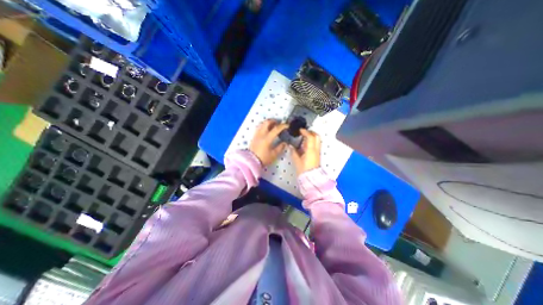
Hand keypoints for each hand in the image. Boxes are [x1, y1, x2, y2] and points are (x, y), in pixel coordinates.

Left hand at [250, 119, 287, 165]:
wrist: (251, 162)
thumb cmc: (263, 158)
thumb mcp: (273, 155)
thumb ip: (280, 148)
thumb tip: (285, 143)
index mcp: (267, 138)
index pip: (276, 129)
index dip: (282, 126)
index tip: (287, 125)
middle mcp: (261, 134)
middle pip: (267, 122)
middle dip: (274, 121)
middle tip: (279, 123)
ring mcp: (256, 135)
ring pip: (262, 124)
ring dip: (268, 123)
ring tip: (272, 125)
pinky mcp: (253, 137)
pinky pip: (258, 128)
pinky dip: (263, 126)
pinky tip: (266, 130)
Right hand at [291, 129, 318, 176]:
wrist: (311, 178)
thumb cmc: (303, 169)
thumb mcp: (297, 160)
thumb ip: (293, 152)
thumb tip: (290, 146)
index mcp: (311, 150)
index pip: (310, 137)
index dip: (305, 132)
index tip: (300, 130)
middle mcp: (316, 149)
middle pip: (317, 136)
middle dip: (311, 132)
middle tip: (303, 132)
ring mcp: (318, 152)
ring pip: (317, 140)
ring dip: (311, 136)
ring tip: (303, 137)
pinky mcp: (317, 154)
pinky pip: (316, 144)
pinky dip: (311, 141)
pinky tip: (305, 144)